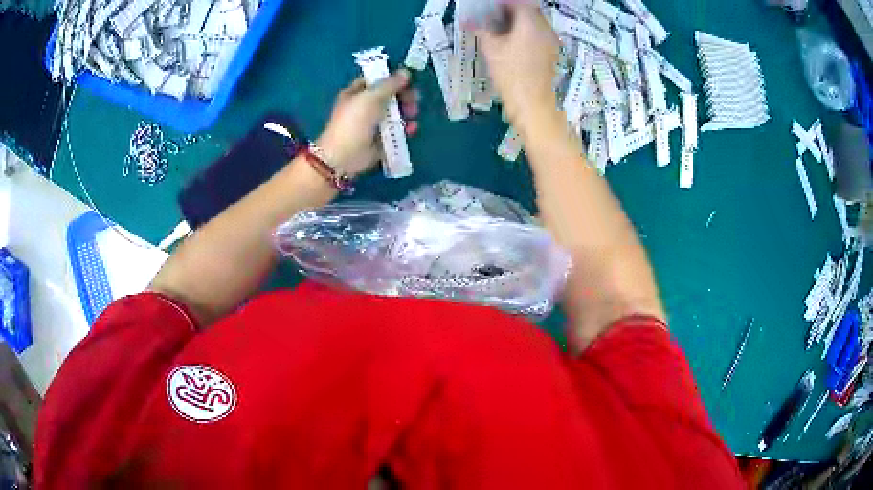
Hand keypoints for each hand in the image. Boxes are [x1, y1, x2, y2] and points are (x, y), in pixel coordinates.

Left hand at [317, 70, 418, 176]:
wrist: (344, 156)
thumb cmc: (354, 122)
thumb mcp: (371, 97)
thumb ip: (390, 84)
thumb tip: (406, 72)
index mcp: (356, 93)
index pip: (376, 80)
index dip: (392, 78)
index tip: (408, 80)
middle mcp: (364, 106)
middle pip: (389, 96)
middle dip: (403, 96)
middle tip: (414, 99)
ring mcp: (373, 124)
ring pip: (395, 113)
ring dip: (407, 111)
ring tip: (413, 114)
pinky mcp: (381, 140)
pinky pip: (396, 131)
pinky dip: (405, 128)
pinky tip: (411, 129)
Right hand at [475, 5, 558, 126]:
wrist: (533, 104)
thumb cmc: (511, 74)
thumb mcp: (491, 49)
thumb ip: (480, 29)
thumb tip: (467, 20)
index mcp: (531, 22)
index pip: (517, 2)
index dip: (501, 3)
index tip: (488, 6)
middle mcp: (545, 28)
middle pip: (528, 10)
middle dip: (510, 10)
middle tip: (492, 16)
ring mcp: (551, 41)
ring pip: (534, 22)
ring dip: (518, 21)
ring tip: (500, 28)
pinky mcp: (551, 52)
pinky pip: (538, 34)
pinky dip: (525, 32)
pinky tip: (512, 40)